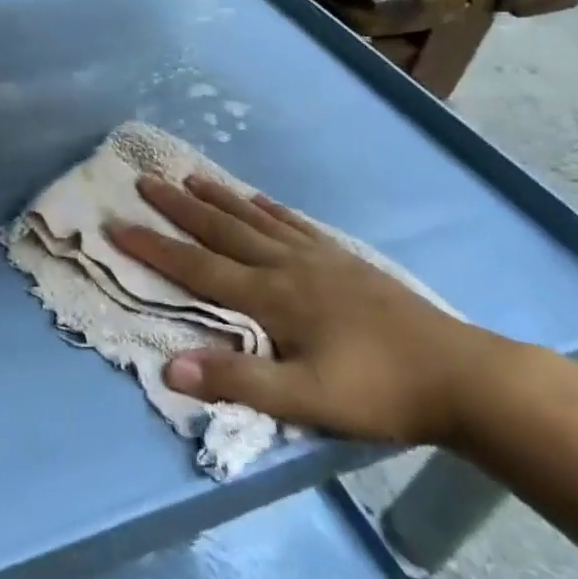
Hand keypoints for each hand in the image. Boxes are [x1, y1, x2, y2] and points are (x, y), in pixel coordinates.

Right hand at [108, 174, 500, 445]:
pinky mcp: (342, 260)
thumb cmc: (378, 392)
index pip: (197, 267)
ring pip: (254, 219)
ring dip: (218, 198)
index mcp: (271, 297)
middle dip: (178, 207)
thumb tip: (170, 368)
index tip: (116, 223)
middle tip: (145, 179)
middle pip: (221, 230)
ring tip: (190, 177)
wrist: (460, 375)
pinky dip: (268, 209)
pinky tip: (259, 200)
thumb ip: (238, 382)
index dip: (154, 247)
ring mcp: (317, 258)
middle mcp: (286, 266)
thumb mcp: (306, 401)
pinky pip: (294, 225)